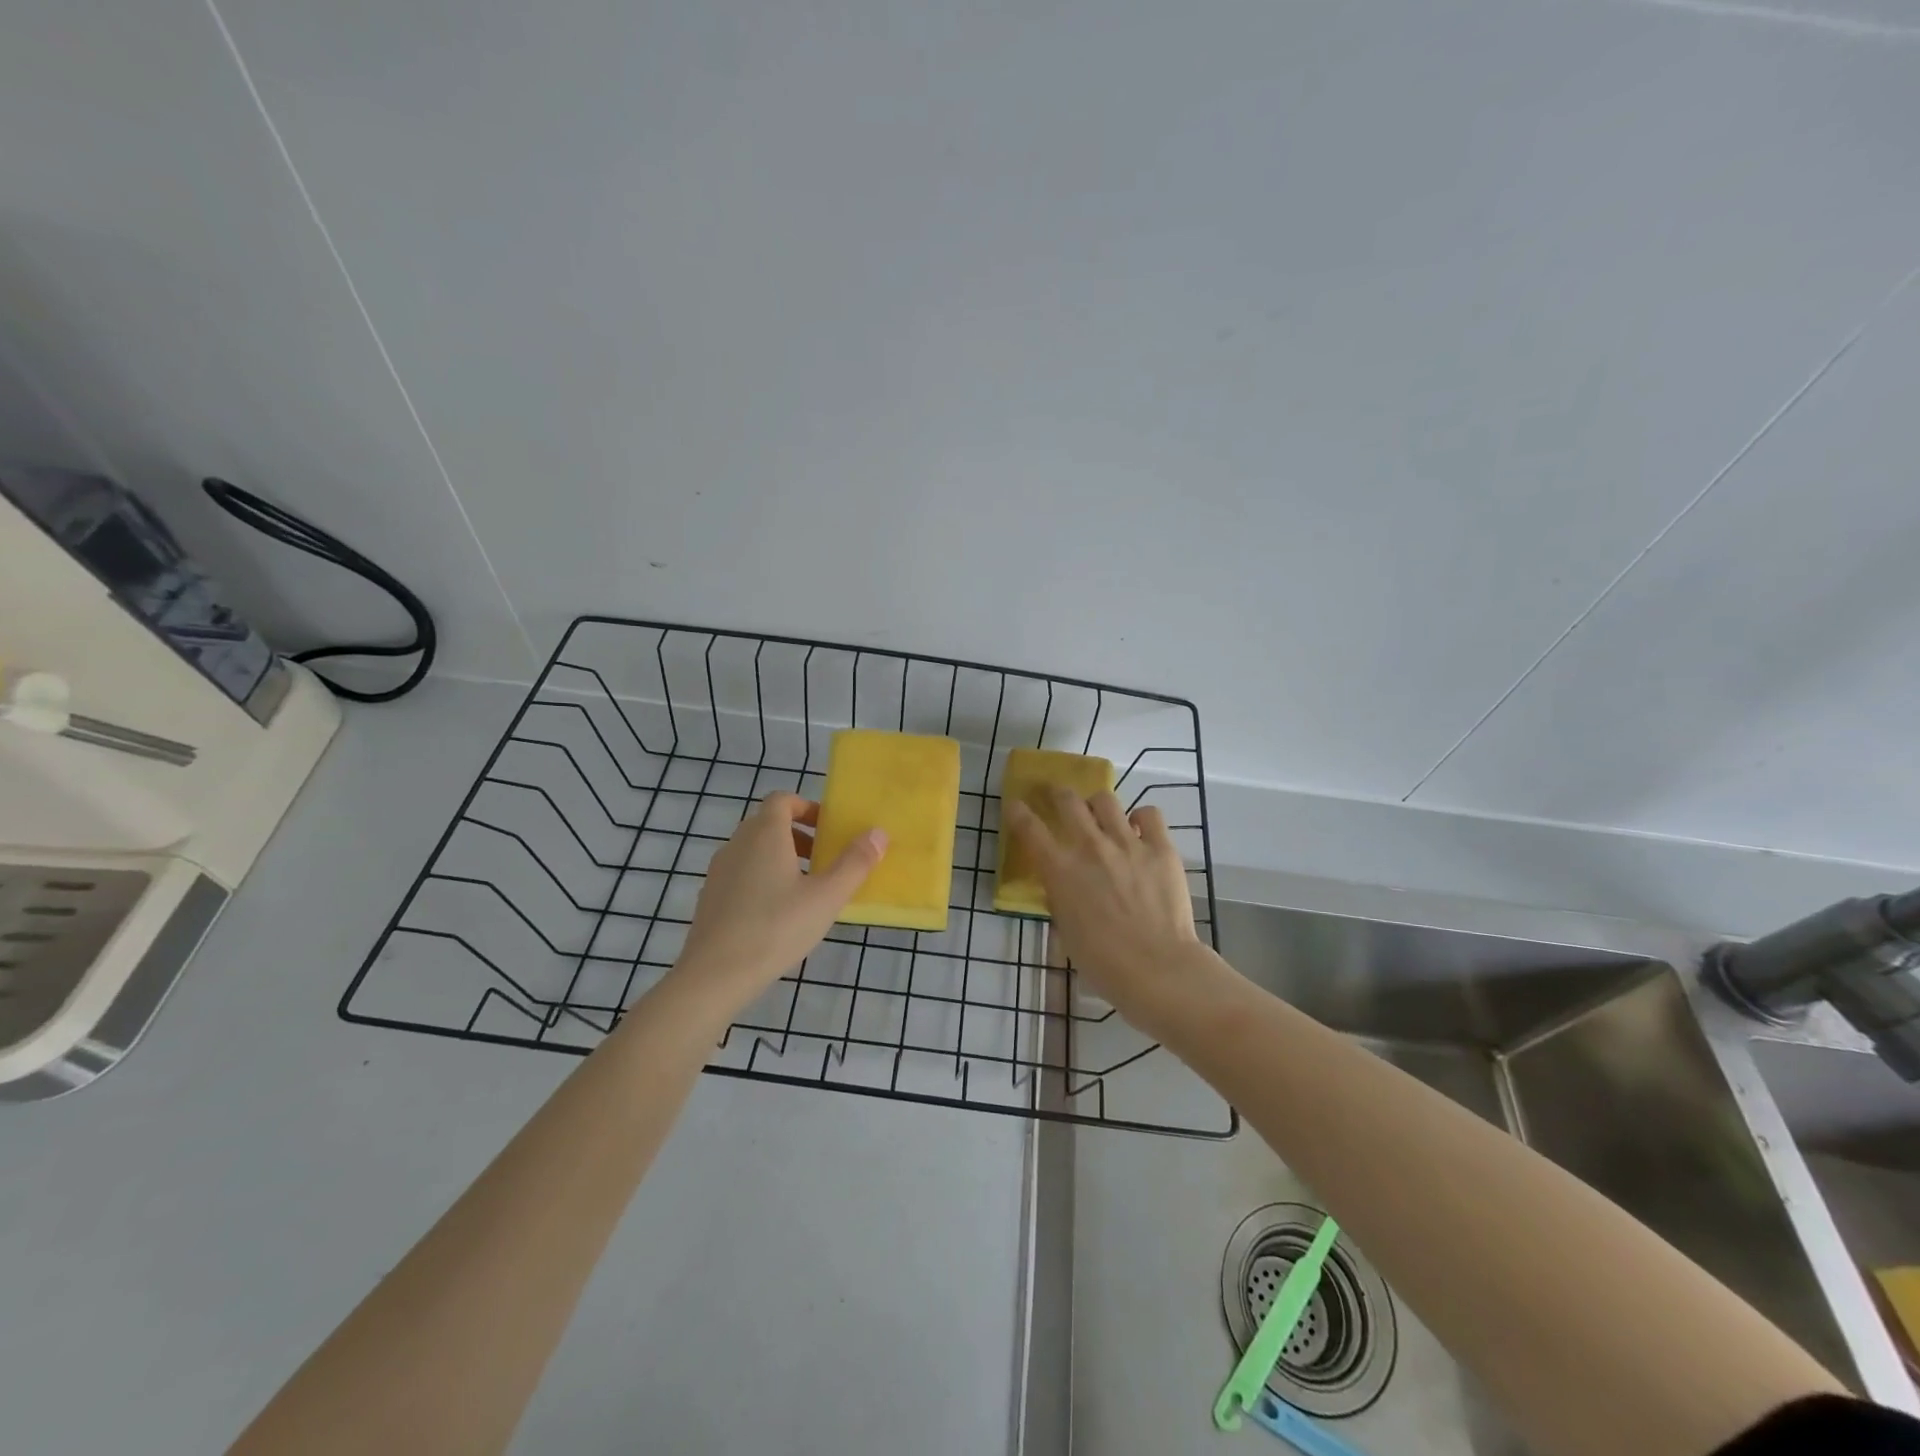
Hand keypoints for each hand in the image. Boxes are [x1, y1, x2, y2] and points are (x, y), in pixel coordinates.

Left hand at [672, 792, 886, 1007]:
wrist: (714, 976)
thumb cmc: (776, 928)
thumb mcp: (826, 897)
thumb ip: (855, 863)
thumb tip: (878, 833)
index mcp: (765, 834)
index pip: (782, 800)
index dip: (807, 807)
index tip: (829, 829)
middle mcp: (737, 844)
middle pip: (768, 824)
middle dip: (799, 835)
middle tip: (825, 860)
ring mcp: (719, 871)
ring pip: (754, 850)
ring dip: (781, 858)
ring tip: (805, 890)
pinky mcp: (710, 898)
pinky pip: (741, 874)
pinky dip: (761, 880)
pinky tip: (777, 915)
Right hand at [1004, 788, 1205, 1021]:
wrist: (1156, 968)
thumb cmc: (1102, 961)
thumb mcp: (1066, 930)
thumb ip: (1060, 899)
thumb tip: (1061, 885)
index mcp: (1060, 869)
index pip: (1028, 827)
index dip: (1017, 812)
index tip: (1015, 805)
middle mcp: (1090, 846)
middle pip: (1067, 800)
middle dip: (1057, 794)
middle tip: (1057, 796)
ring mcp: (1127, 843)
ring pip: (1105, 800)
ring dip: (1097, 805)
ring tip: (1101, 815)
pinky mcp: (1160, 847)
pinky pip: (1150, 814)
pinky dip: (1141, 818)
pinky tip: (1140, 829)